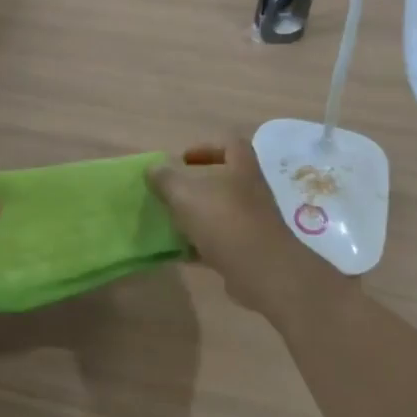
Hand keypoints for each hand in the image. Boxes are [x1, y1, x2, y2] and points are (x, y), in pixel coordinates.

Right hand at [147, 133, 337, 317]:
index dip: (206, 148)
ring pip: (222, 212)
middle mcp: (251, 192)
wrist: (263, 272)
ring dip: (198, 216)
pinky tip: (181, 252)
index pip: (230, 145)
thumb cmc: (225, 221)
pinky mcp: (249, 250)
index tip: (183, 160)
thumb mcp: (186, 195)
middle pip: (225, 180)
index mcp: (242, 169)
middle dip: (197, 185)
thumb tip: (153, 167)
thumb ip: (166, 179)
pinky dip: (201, 245)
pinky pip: (221, 242)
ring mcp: (253, 222)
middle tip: (172, 192)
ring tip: (172, 221)